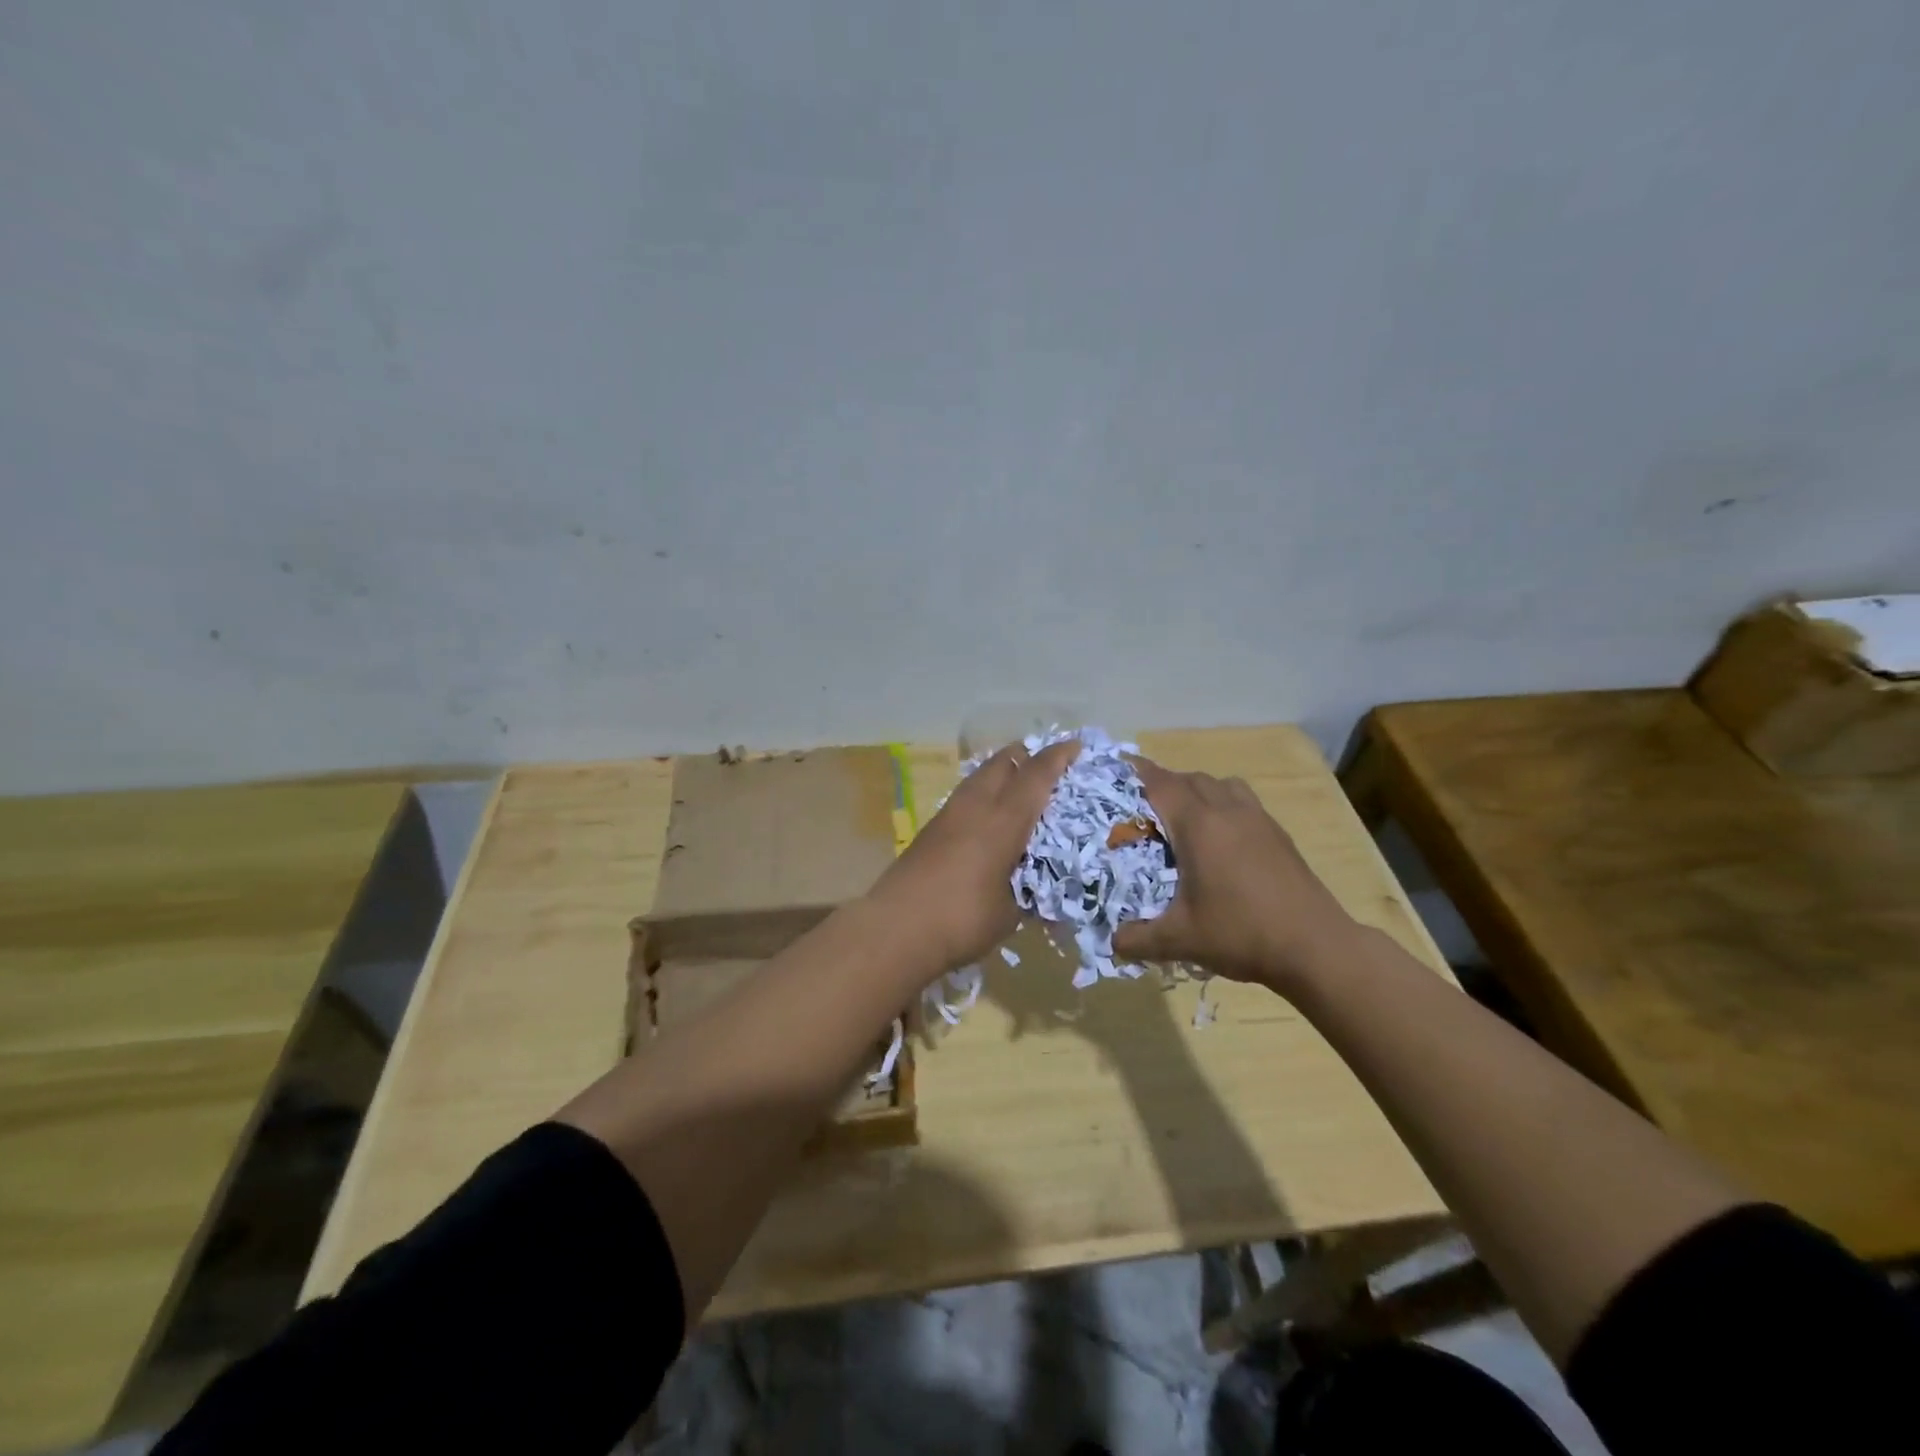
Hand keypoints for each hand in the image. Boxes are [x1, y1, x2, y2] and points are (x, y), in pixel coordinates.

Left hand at [866, 738, 1080, 974]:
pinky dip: (983, 795)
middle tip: (1047, 767)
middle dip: (1026, 756)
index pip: (1036, 775)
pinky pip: (965, 797)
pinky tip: (989, 819)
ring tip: (1019, 790)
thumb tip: (1038, 894)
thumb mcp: (1009, 913)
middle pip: (1002, 762)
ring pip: (979, 777)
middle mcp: (976, 806)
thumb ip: (1028, 895)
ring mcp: (948, 815)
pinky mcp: (930, 830)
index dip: (1058, 757)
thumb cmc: (961, 919)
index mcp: (1003, 820)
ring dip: (1002, 774)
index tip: (1076, 746)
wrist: (894, 928)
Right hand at [1112, 756, 1357, 990]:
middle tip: (1139, 808)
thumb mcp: (1181, 940)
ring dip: (1196, 791)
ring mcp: (1257, 818)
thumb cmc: (1242, 933)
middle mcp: (1227, 810)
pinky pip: (1241, 800)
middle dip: (1161, 785)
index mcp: (1199, 825)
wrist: (1316, 947)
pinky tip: (1219, 840)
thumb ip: (1138, 939)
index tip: (1113, 771)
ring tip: (1181, 818)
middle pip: (1188, 779)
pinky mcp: (1277, 833)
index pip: (1159, 783)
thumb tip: (1112, 943)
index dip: (1134, 773)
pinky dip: (1222, 804)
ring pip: (1219, 784)